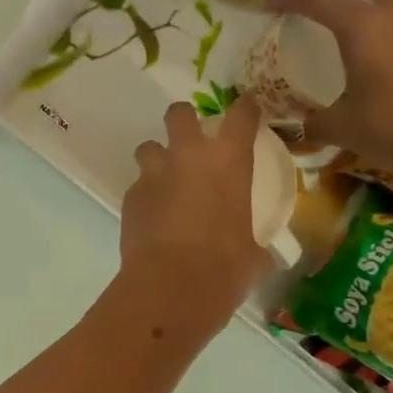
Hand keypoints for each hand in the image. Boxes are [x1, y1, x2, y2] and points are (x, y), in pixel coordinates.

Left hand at [120, 96, 270, 338]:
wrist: (171, 285)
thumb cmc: (225, 268)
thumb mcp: (253, 255)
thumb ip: (256, 245)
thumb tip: (262, 257)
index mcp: (229, 162)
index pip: (241, 115)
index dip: (246, 107)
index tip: (248, 107)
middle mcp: (189, 156)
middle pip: (179, 114)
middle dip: (184, 119)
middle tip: (191, 138)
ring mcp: (155, 174)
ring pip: (148, 147)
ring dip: (157, 158)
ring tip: (165, 180)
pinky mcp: (130, 197)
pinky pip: (138, 185)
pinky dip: (146, 195)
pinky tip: (153, 216)